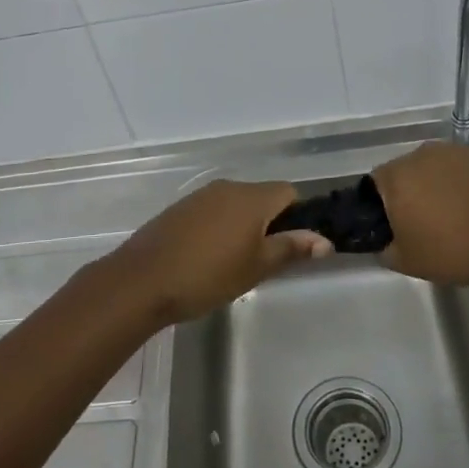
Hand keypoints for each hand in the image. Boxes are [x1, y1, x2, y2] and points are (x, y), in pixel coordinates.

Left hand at [106, 179, 331, 325]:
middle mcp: (227, 187)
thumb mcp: (257, 267)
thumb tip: (325, 240)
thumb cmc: (208, 275)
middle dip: (269, 223)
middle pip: (261, 197)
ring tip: (234, 264)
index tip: (291, 246)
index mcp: (252, 197)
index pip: (288, 192)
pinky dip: (218, 228)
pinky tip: (207, 258)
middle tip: (264, 261)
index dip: (296, 216)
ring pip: (235, 205)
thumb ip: (291, 249)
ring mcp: (200, 196)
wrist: (143, 280)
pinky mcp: (179, 209)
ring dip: (242, 226)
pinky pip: (211, 212)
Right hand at [373, 141, 468, 287]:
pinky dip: (461, 183)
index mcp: (396, 176)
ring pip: (433, 168)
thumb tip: (385, 241)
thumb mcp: (407, 262)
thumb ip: (385, 249)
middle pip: (405, 171)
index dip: (381, 205)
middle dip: (409, 192)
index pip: (375, 183)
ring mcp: (454, 151)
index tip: (394, 226)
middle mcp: (420, 154)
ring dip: (436, 185)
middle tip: (423, 223)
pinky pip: (460, 169)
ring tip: (453, 215)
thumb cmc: (455, 251)